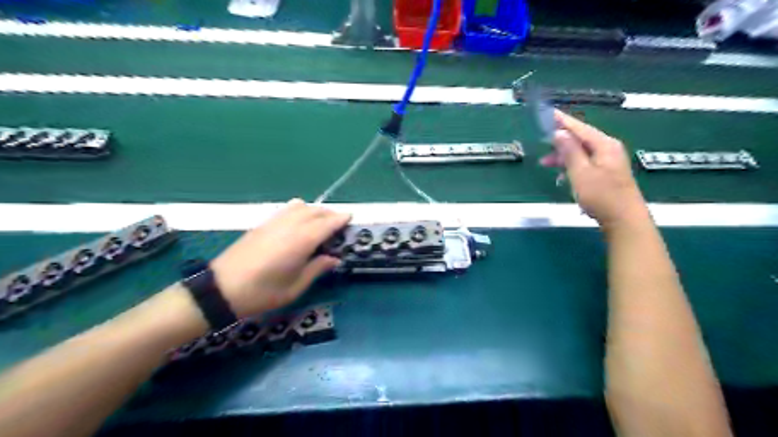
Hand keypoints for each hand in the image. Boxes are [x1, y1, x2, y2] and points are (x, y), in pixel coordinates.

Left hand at [210, 198, 349, 317]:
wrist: (221, 289)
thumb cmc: (262, 293)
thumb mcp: (295, 287)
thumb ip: (317, 269)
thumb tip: (334, 258)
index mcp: (301, 241)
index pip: (326, 223)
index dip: (340, 219)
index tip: (351, 217)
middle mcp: (289, 226)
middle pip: (315, 211)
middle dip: (330, 214)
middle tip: (339, 224)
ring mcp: (274, 222)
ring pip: (300, 206)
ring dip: (314, 210)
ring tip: (320, 223)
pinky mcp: (262, 224)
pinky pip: (286, 209)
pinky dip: (299, 210)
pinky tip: (299, 224)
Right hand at [538, 109, 647, 227]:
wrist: (623, 219)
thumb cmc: (601, 195)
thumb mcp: (580, 172)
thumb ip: (570, 151)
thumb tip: (559, 133)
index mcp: (604, 145)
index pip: (580, 128)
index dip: (563, 121)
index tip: (549, 113)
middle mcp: (609, 149)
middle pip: (581, 139)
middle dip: (561, 142)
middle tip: (542, 144)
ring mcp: (610, 161)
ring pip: (582, 151)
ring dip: (564, 156)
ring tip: (546, 163)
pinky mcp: (607, 173)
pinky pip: (586, 162)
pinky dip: (572, 165)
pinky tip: (562, 174)